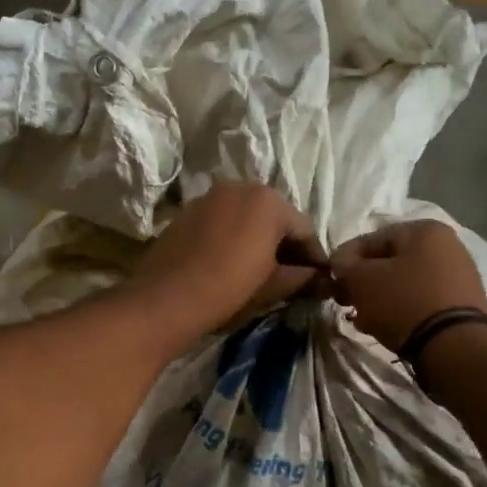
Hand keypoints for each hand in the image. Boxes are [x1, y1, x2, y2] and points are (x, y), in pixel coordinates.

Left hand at [124, 182, 326, 348]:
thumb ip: (301, 277)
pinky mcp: (187, 211)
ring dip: (258, 239)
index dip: (314, 257)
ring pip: (246, 217)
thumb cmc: (228, 289)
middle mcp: (241, 187)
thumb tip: (319, 278)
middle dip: (285, 244)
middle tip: (293, 275)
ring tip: (262, 270)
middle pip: (274, 217)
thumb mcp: (272, 286)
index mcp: (269, 201)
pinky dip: (233, 237)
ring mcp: (210, 197)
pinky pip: (222, 221)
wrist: (165, 299)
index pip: (304, 229)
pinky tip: (231, 262)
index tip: (320, 279)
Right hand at [330, 220, 486, 353]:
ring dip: (379, 298)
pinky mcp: (462, 303)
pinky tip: (384, 326)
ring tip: (362, 318)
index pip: (370, 239)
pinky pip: (420, 299)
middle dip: (362, 282)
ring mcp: (458, 275)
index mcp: (424, 230)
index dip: (344, 260)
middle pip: (389, 262)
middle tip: (345, 302)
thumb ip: (345, 265)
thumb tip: (340, 263)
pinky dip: (400, 309)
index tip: (330, 281)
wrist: (452, 345)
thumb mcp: (362, 280)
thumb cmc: (403, 302)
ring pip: (403, 282)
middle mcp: (446, 245)